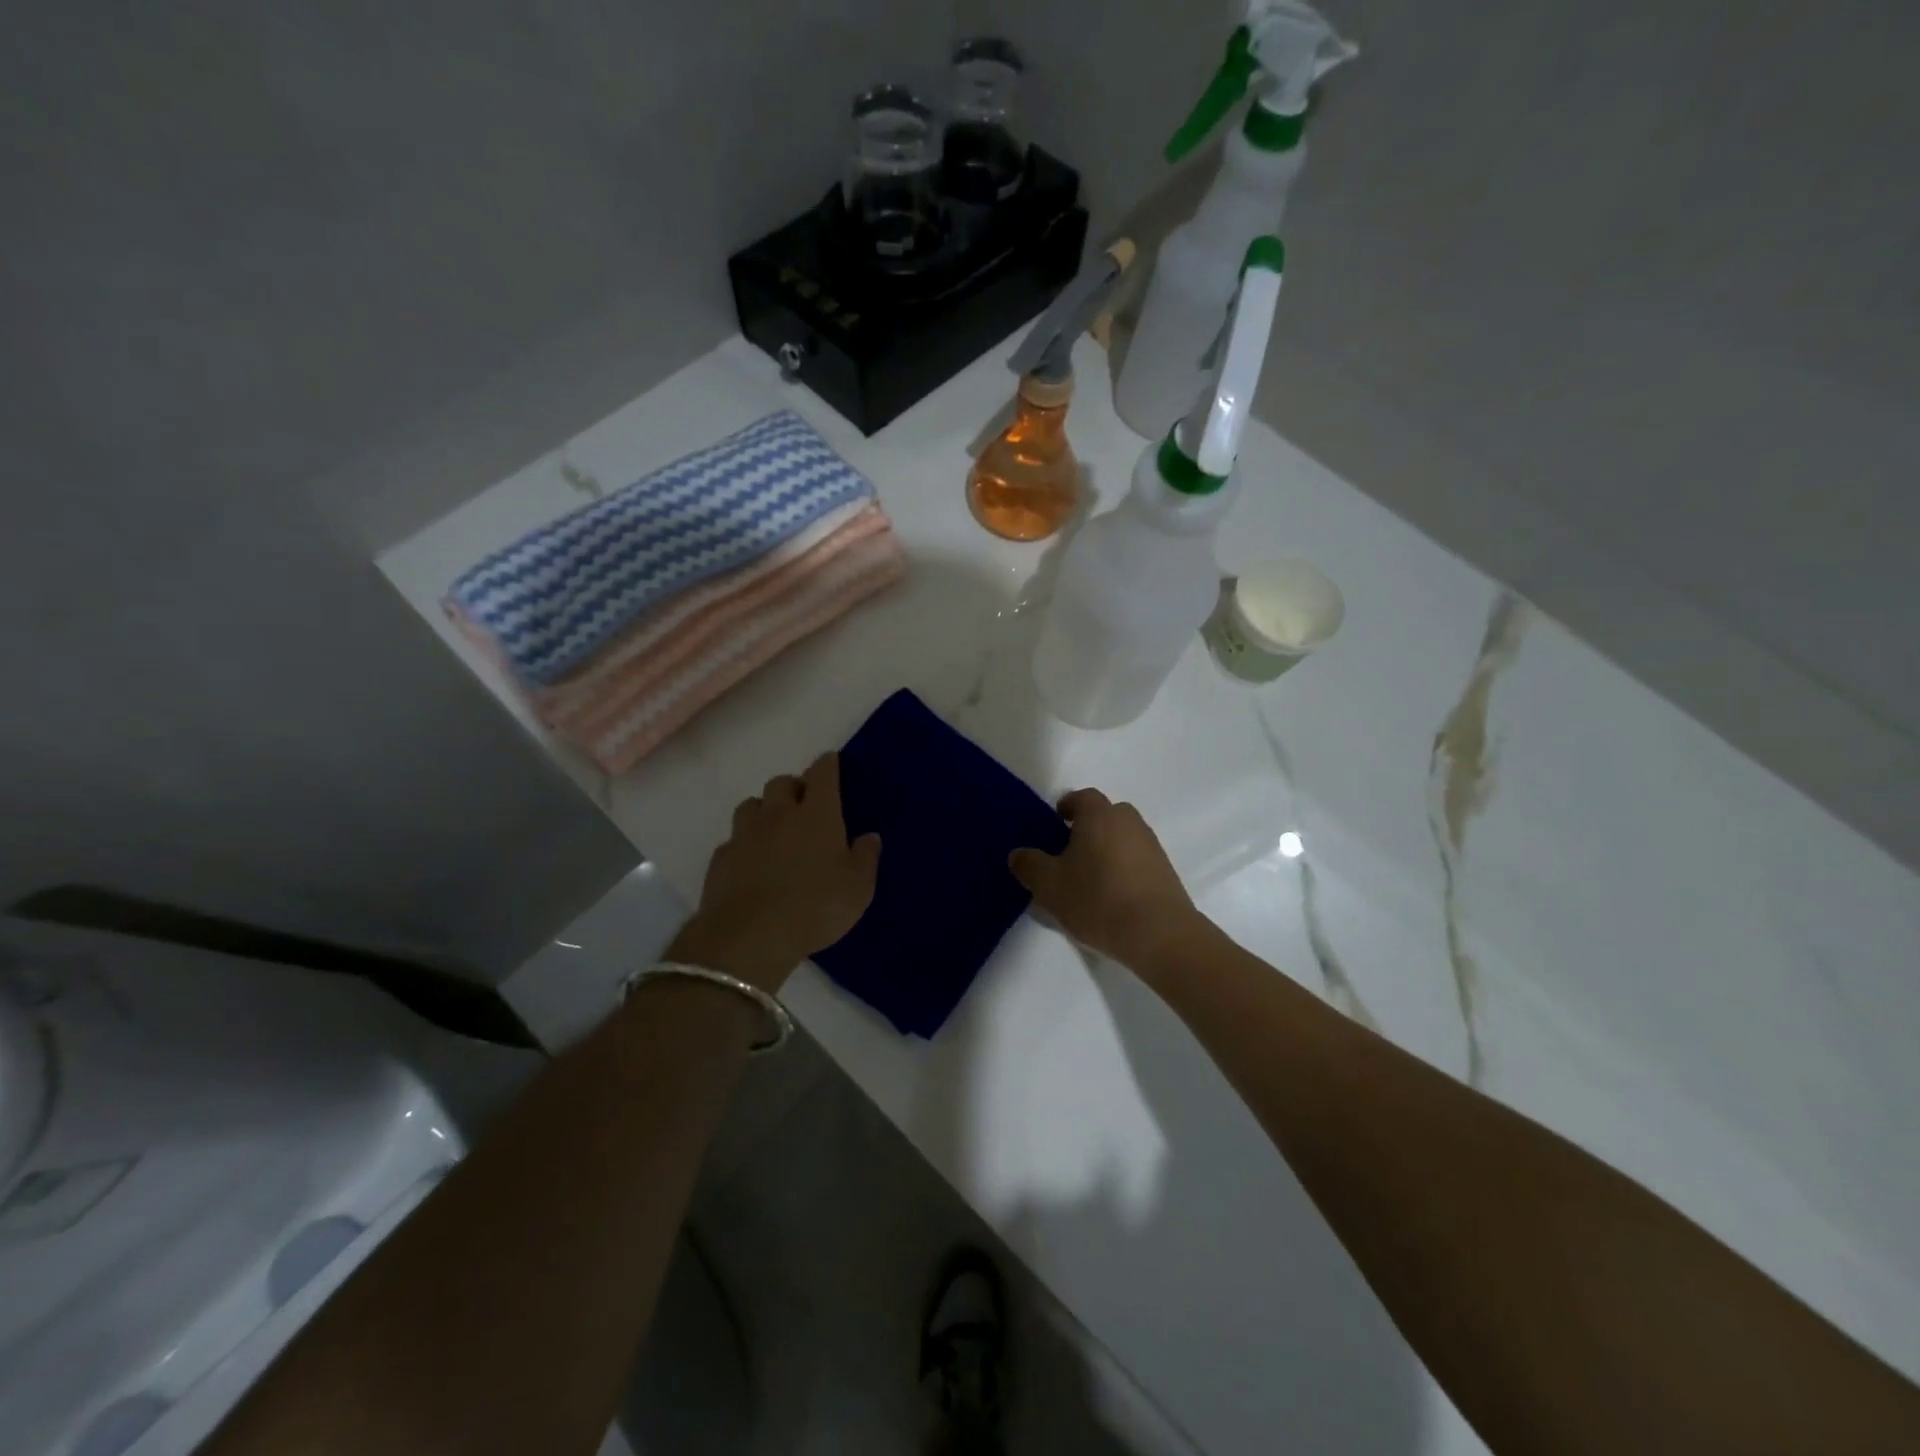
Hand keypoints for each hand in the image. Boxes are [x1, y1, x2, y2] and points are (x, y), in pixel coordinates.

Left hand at [670, 753, 880, 992]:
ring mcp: (744, 835)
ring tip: (774, 828)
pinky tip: (751, 861)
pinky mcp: (720, 859)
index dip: (827, 765)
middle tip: (804, 803)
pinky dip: (744, 844)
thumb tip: (870, 837)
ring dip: (764, 809)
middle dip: (794, 786)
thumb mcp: (857, 888)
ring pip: (751, 805)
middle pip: (781, 783)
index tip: (830, 761)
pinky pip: (733, 840)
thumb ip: (865, 858)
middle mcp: (778, 815)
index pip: (822, 775)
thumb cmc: (815, 907)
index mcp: (817, 815)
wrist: (750, 936)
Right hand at [1009, 788, 1202, 970]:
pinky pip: (1137, 859)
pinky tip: (1113, 895)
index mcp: (1099, 816)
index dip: (1067, 807)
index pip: (1082, 797)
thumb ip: (1029, 865)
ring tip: (1090, 878)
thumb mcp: (1049, 885)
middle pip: (1106, 815)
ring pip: (1123, 837)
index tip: (1055, 823)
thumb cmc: (1097, 899)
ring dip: (1107, 849)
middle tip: (1069, 852)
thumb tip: (1019, 854)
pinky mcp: (1165, 871)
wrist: (1158, 933)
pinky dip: (1124, 868)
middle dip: (1088, 827)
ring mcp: (1151, 845)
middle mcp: (1129, 822)